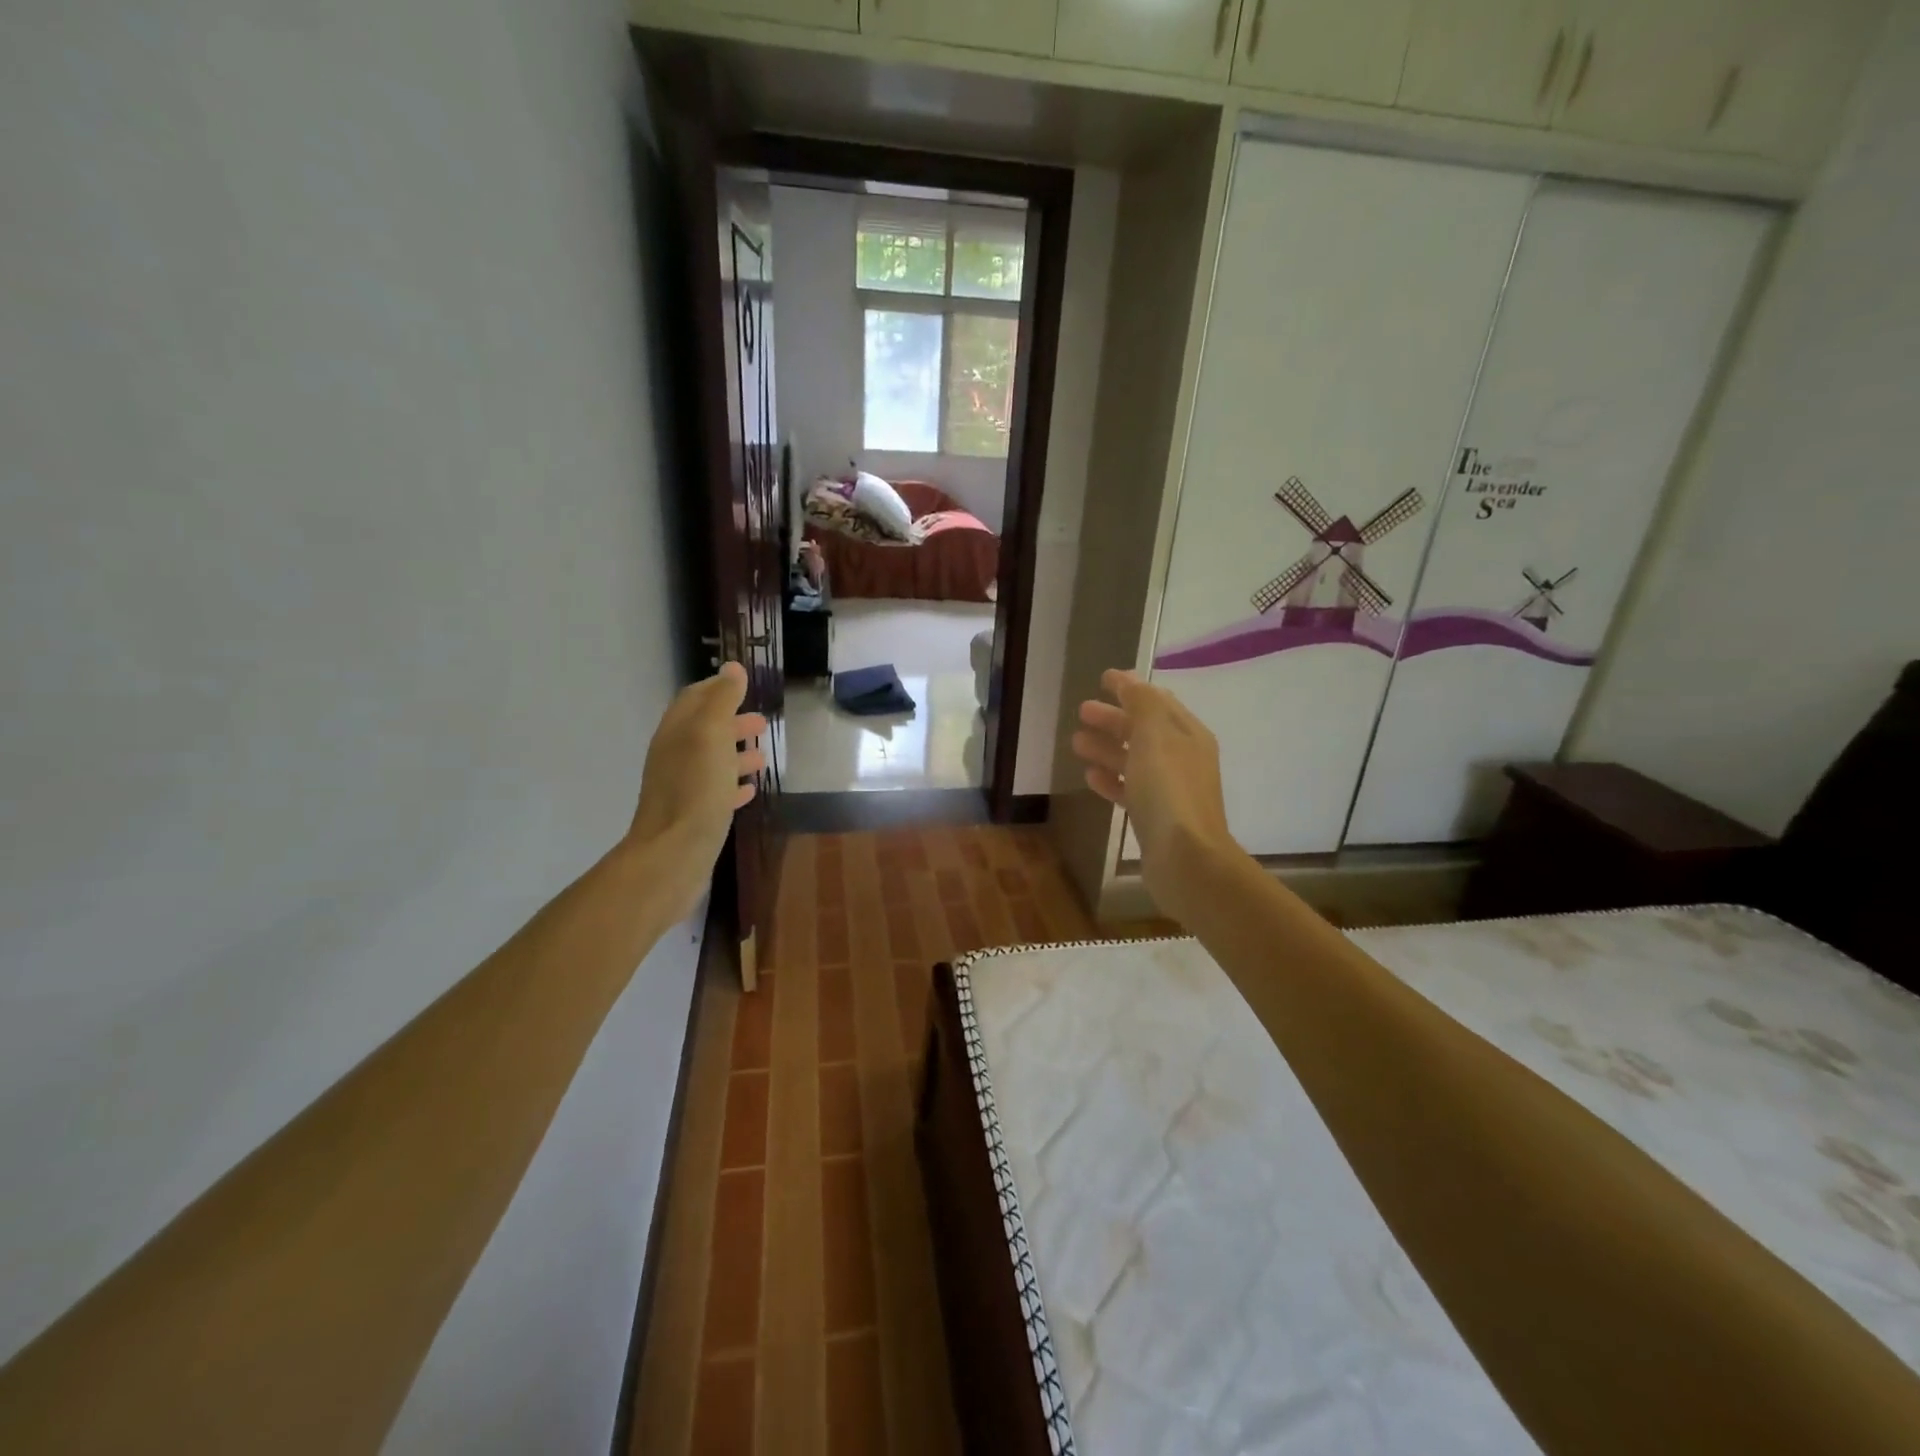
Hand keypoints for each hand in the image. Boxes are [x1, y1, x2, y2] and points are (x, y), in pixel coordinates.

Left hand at [628, 662, 767, 914]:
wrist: (673, 854)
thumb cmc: (695, 790)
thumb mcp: (711, 736)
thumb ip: (722, 701)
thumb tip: (732, 669)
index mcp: (677, 732)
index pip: (695, 698)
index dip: (718, 688)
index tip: (744, 684)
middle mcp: (674, 756)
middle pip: (705, 729)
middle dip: (732, 722)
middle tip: (762, 722)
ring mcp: (682, 787)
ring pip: (711, 761)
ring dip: (736, 754)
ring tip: (763, 756)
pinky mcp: (692, 815)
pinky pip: (715, 791)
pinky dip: (733, 784)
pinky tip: (750, 790)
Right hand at [1071, 668, 1238, 925]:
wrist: (1186, 858)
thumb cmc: (1168, 790)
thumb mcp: (1154, 736)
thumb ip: (1141, 703)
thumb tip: (1128, 679)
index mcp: (1187, 734)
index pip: (1157, 701)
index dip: (1130, 688)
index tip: (1102, 679)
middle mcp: (1182, 757)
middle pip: (1144, 730)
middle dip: (1113, 718)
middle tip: (1082, 711)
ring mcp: (1170, 789)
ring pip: (1134, 759)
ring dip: (1107, 748)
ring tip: (1076, 743)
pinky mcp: (1156, 816)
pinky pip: (1130, 789)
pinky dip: (1111, 779)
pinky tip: (1090, 777)